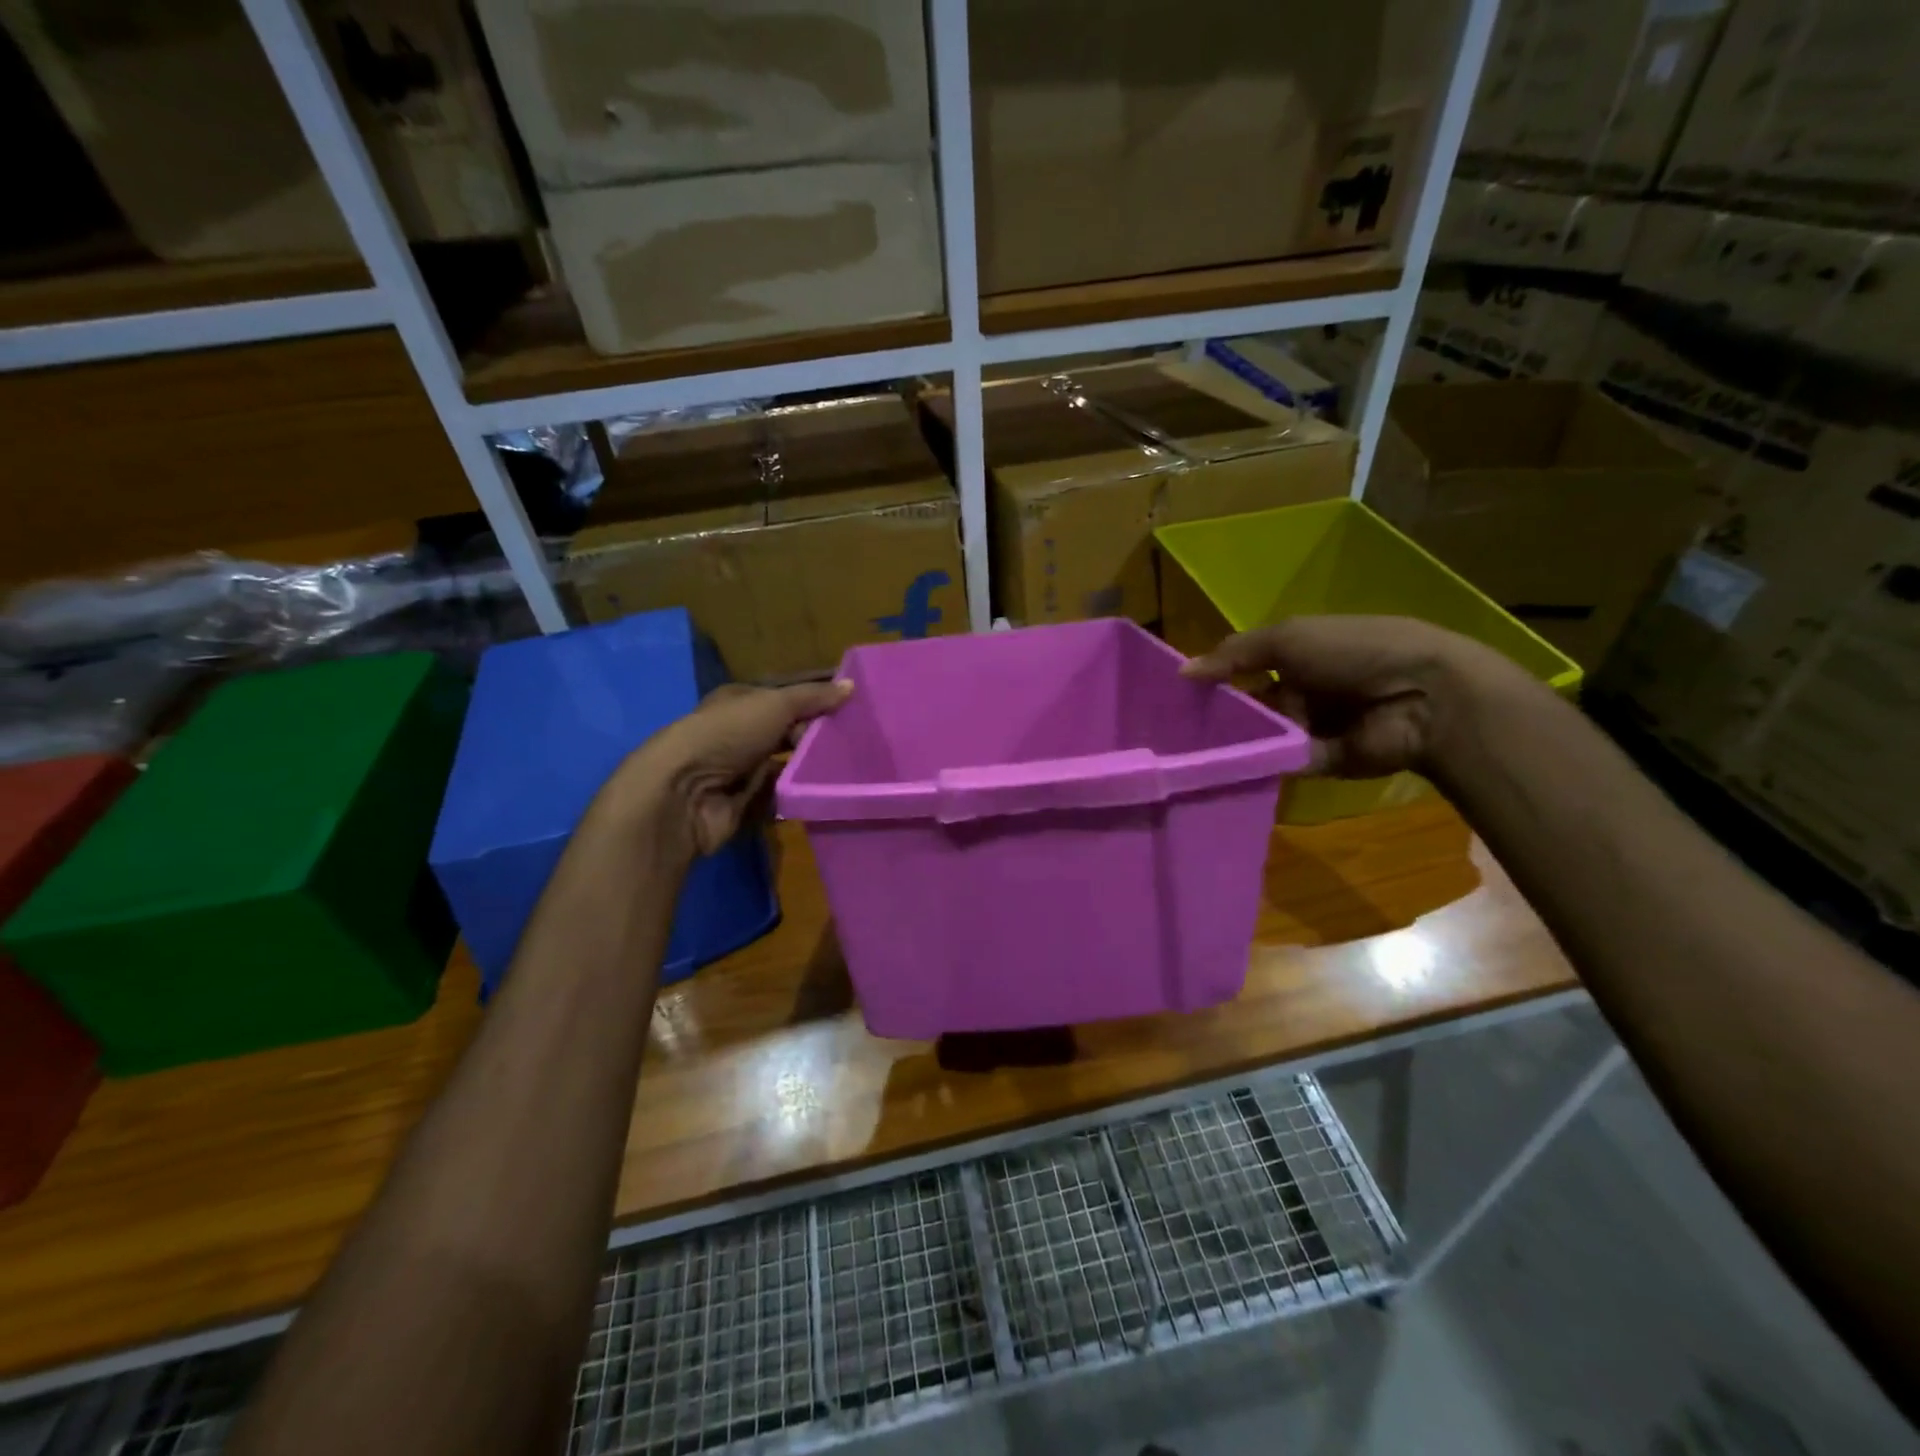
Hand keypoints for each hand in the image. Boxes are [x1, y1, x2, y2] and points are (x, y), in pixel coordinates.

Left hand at [614, 679, 851, 857]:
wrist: (684, 793)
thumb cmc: (727, 734)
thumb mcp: (774, 704)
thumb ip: (813, 697)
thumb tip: (852, 685)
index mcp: (741, 702)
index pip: (786, 697)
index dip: (817, 699)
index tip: (854, 706)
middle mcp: (740, 733)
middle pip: (788, 731)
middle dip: (817, 735)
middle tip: (857, 739)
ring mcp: (742, 769)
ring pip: (787, 764)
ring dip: (811, 766)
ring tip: (850, 766)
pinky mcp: (746, 802)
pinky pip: (782, 795)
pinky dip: (799, 793)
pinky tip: (828, 791)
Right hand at [1180, 616, 1504, 778]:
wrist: (1422, 697)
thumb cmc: (1354, 652)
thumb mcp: (1289, 638)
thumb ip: (1235, 655)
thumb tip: (1182, 672)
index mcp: (1299, 654)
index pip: (1245, 666)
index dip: (1215, 677)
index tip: (1177, 693)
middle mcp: (1302, 689)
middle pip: (1250, 705)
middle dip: (1219, 715)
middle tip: (1173, 730)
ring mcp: (1311, 727)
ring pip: (1260, 736)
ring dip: (1234, 741)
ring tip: (1187, 752)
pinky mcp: (1319, 762)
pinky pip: (1279, 763)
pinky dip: (1256, 764)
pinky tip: (1219, 768)